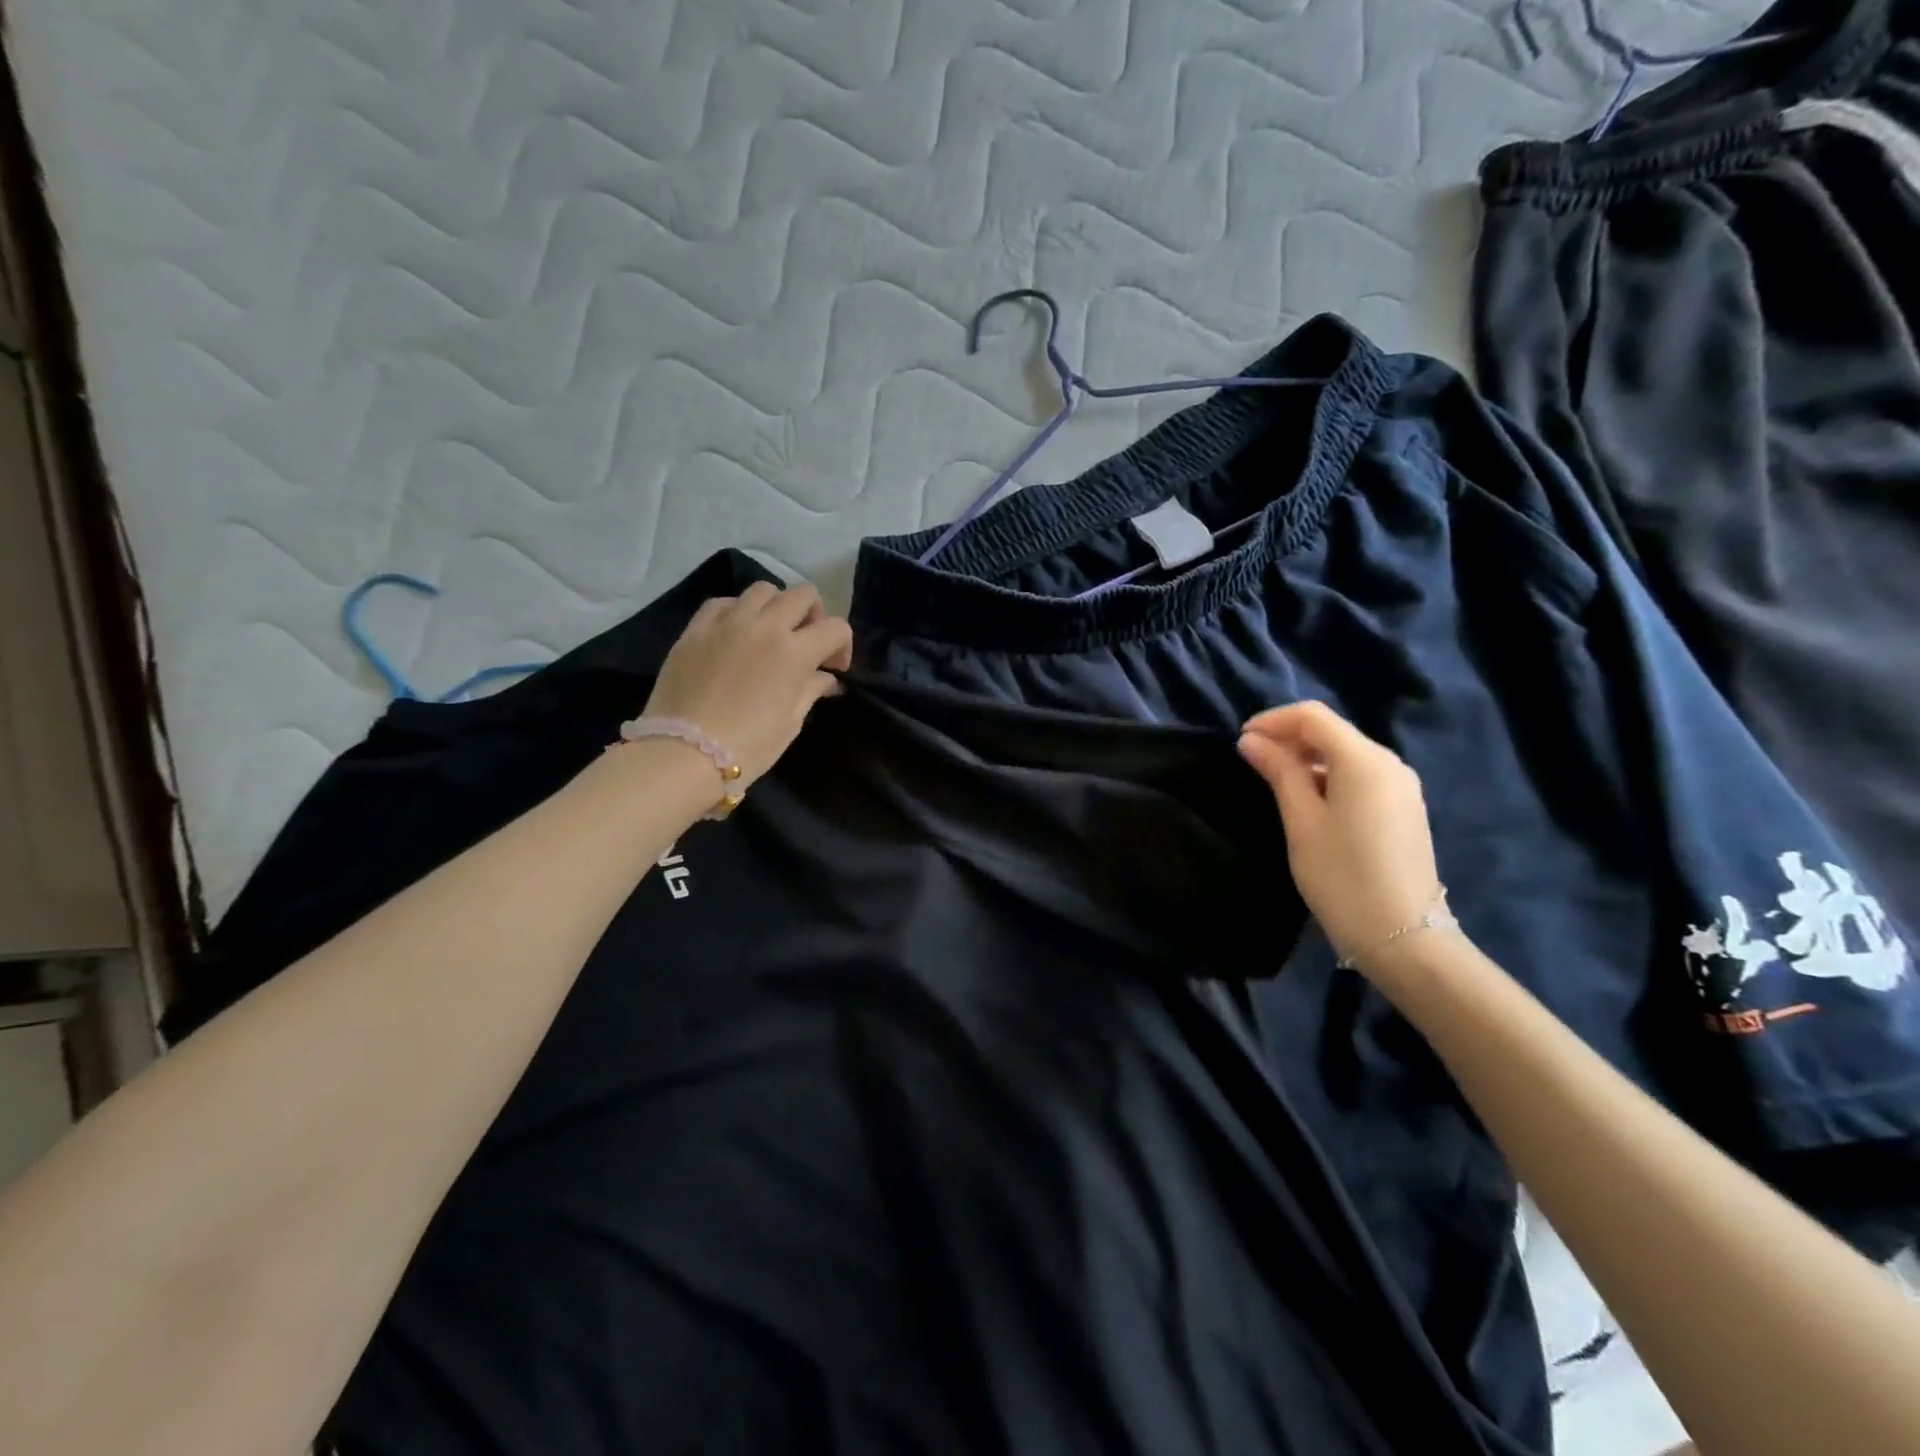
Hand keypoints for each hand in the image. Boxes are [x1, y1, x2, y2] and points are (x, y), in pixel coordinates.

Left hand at [643, 581, 853, 786]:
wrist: (684, 754)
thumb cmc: (749, 747)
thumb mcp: (790, 722)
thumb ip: (811, 690)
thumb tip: (826, 678)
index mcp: (794, 652)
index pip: (835, 628)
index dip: (842, 646)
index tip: (833, 668)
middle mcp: (765, 626)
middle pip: (803, 595)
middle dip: (814, 615)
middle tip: (806, 642)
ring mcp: (727, 623)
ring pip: (763, 590)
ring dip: (776, 607)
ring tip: (770, 633)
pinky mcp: (695, 629)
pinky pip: (723, 602)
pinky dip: (737, 611)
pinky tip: (735, 633)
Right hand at [1238, 701, 1443, 970]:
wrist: (1403, 936)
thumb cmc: (1341, 876)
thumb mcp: (1301, 821)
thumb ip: (1279, 773)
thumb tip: (1252, 741)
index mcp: (1364, 760)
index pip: (1313, 716)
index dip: (1273, 720)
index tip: (1241, 739)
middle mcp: (1389, 763)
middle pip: (1332, 731)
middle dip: (1289, 737)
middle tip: (1252, 760)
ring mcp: (1401, 786)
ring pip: (1346, 753)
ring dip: (1307, 757)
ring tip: (1273, 778)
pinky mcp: (1404, 808)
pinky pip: (1360, 775)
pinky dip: (1328, 775)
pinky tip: (1307, 798)